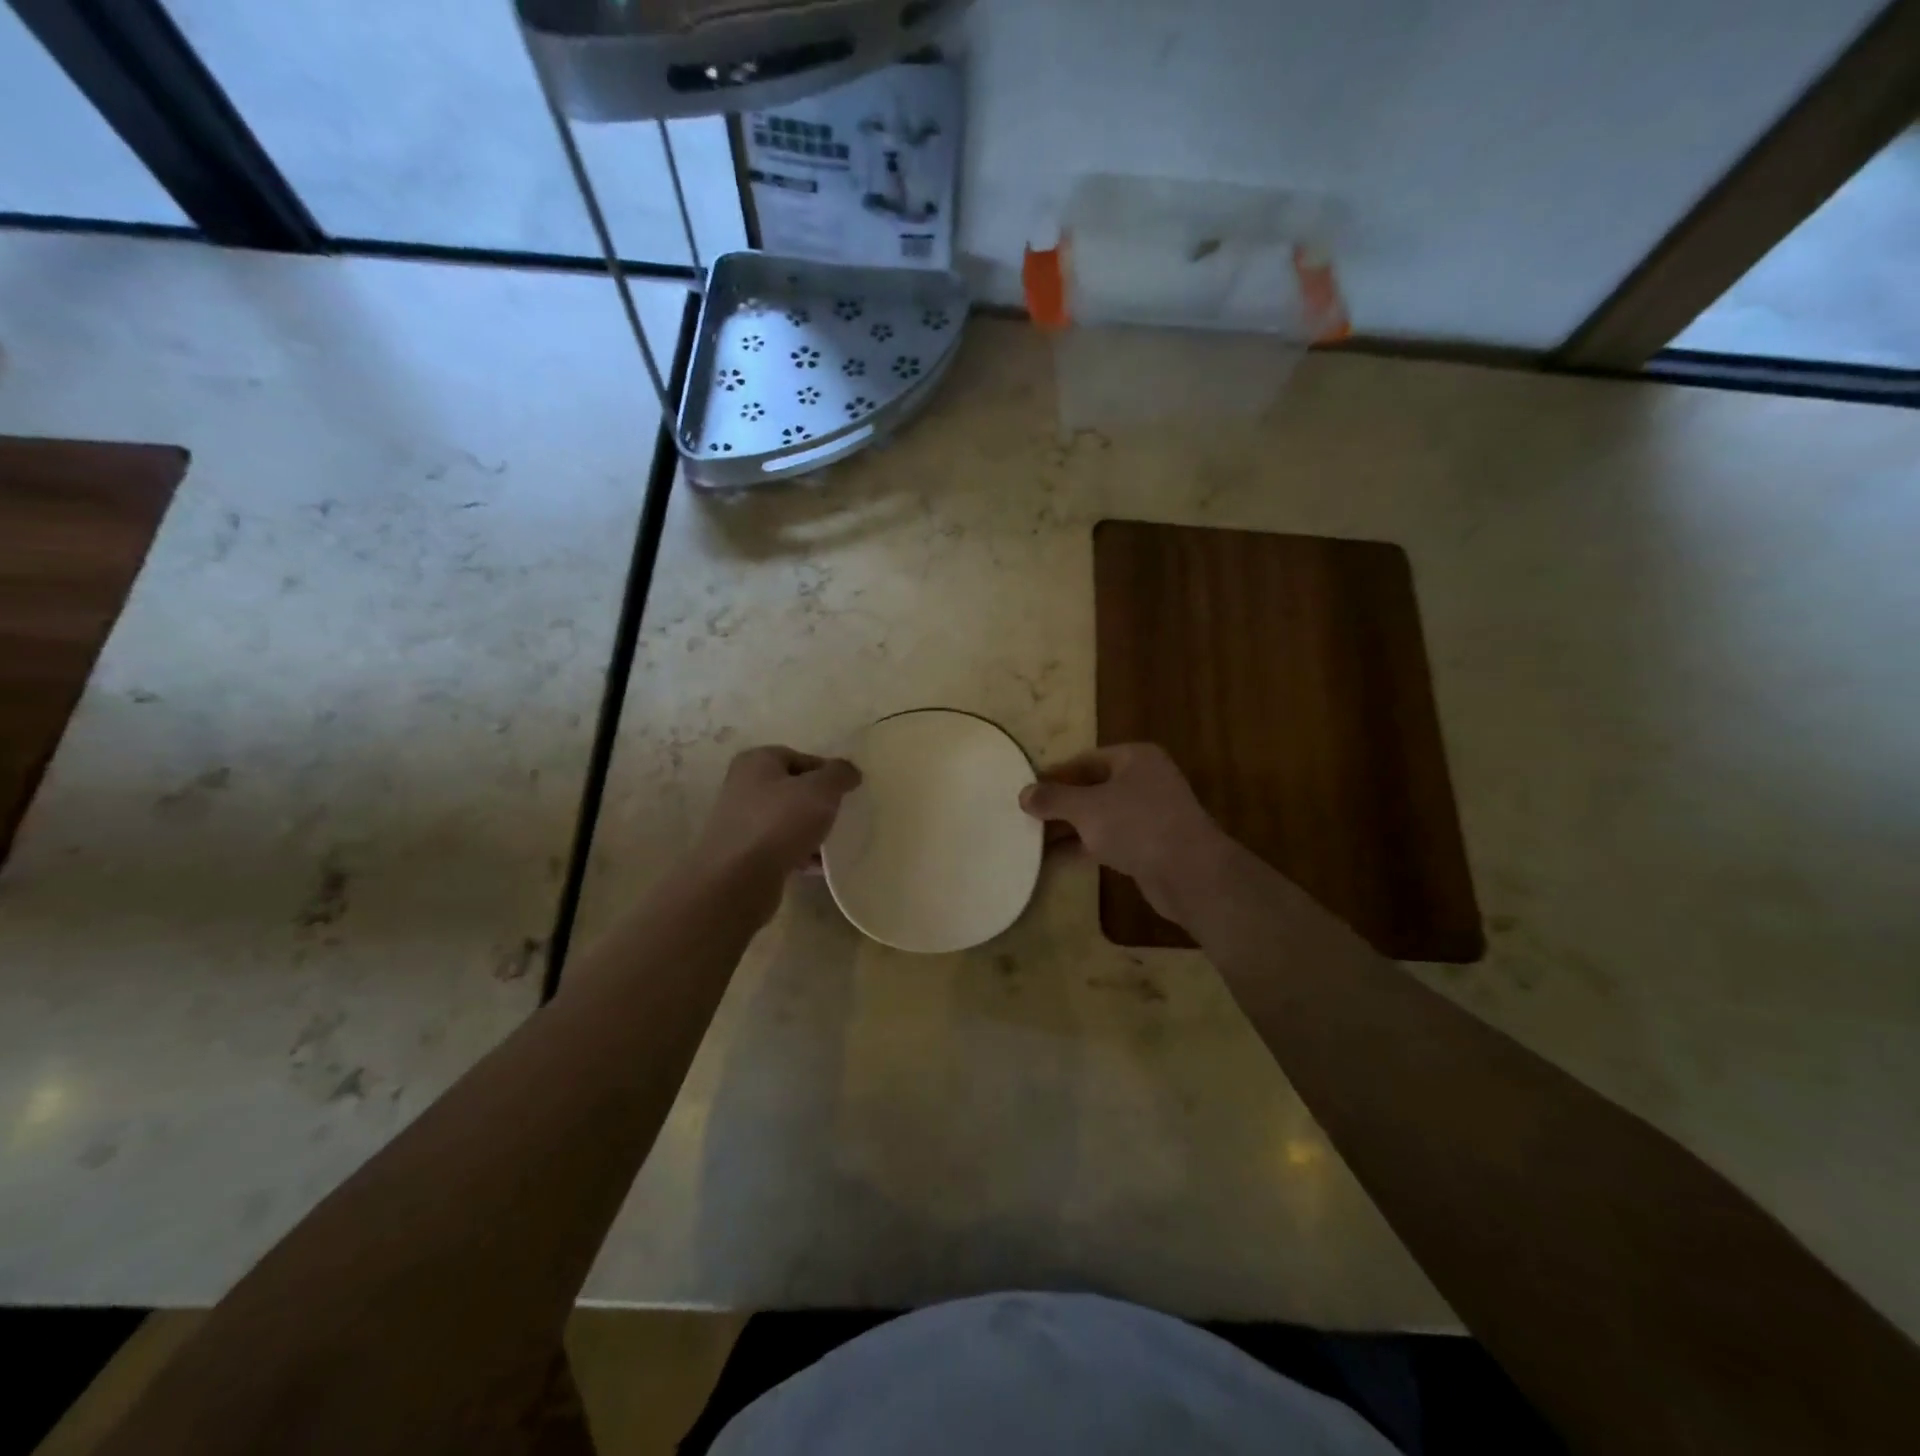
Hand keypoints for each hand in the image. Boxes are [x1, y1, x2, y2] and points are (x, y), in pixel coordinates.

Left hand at [690, 747, 861, 909]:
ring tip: (832, 844)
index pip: (800, 758)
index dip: (827, 772)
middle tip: (840, 816)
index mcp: (757, 761)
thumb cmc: (779, 822)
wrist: (738, 880)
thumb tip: (849, 771)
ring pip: (787, 820)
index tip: (847, 792)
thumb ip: (839, 774)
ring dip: (811, 831)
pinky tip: (817, 866)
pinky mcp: (743, 853)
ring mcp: (740, 821)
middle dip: (818, 803)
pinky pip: (780, 846)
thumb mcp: (820, 790)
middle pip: (793, 789)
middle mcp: (743, 786)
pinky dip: (799, 853)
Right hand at [1019, 743, 1229, 925]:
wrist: (1190, 873)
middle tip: (1026, 816)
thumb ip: (1054, 799)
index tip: (1026, 791)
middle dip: (1060, 803)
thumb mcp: (1087, 808)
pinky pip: (1111, 839)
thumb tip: (1024, 793)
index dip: (1054, 775)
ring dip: (1070, 827)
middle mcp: (1145, 780)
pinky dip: (1086, 845)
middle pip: (1093, 787)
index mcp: (1135, 758)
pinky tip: (1058, 858)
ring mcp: (1151, 813)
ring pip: (1101, 815)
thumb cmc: (1137, 826)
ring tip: (1033, 838)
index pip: (1085, 760)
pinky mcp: (1151, 844)